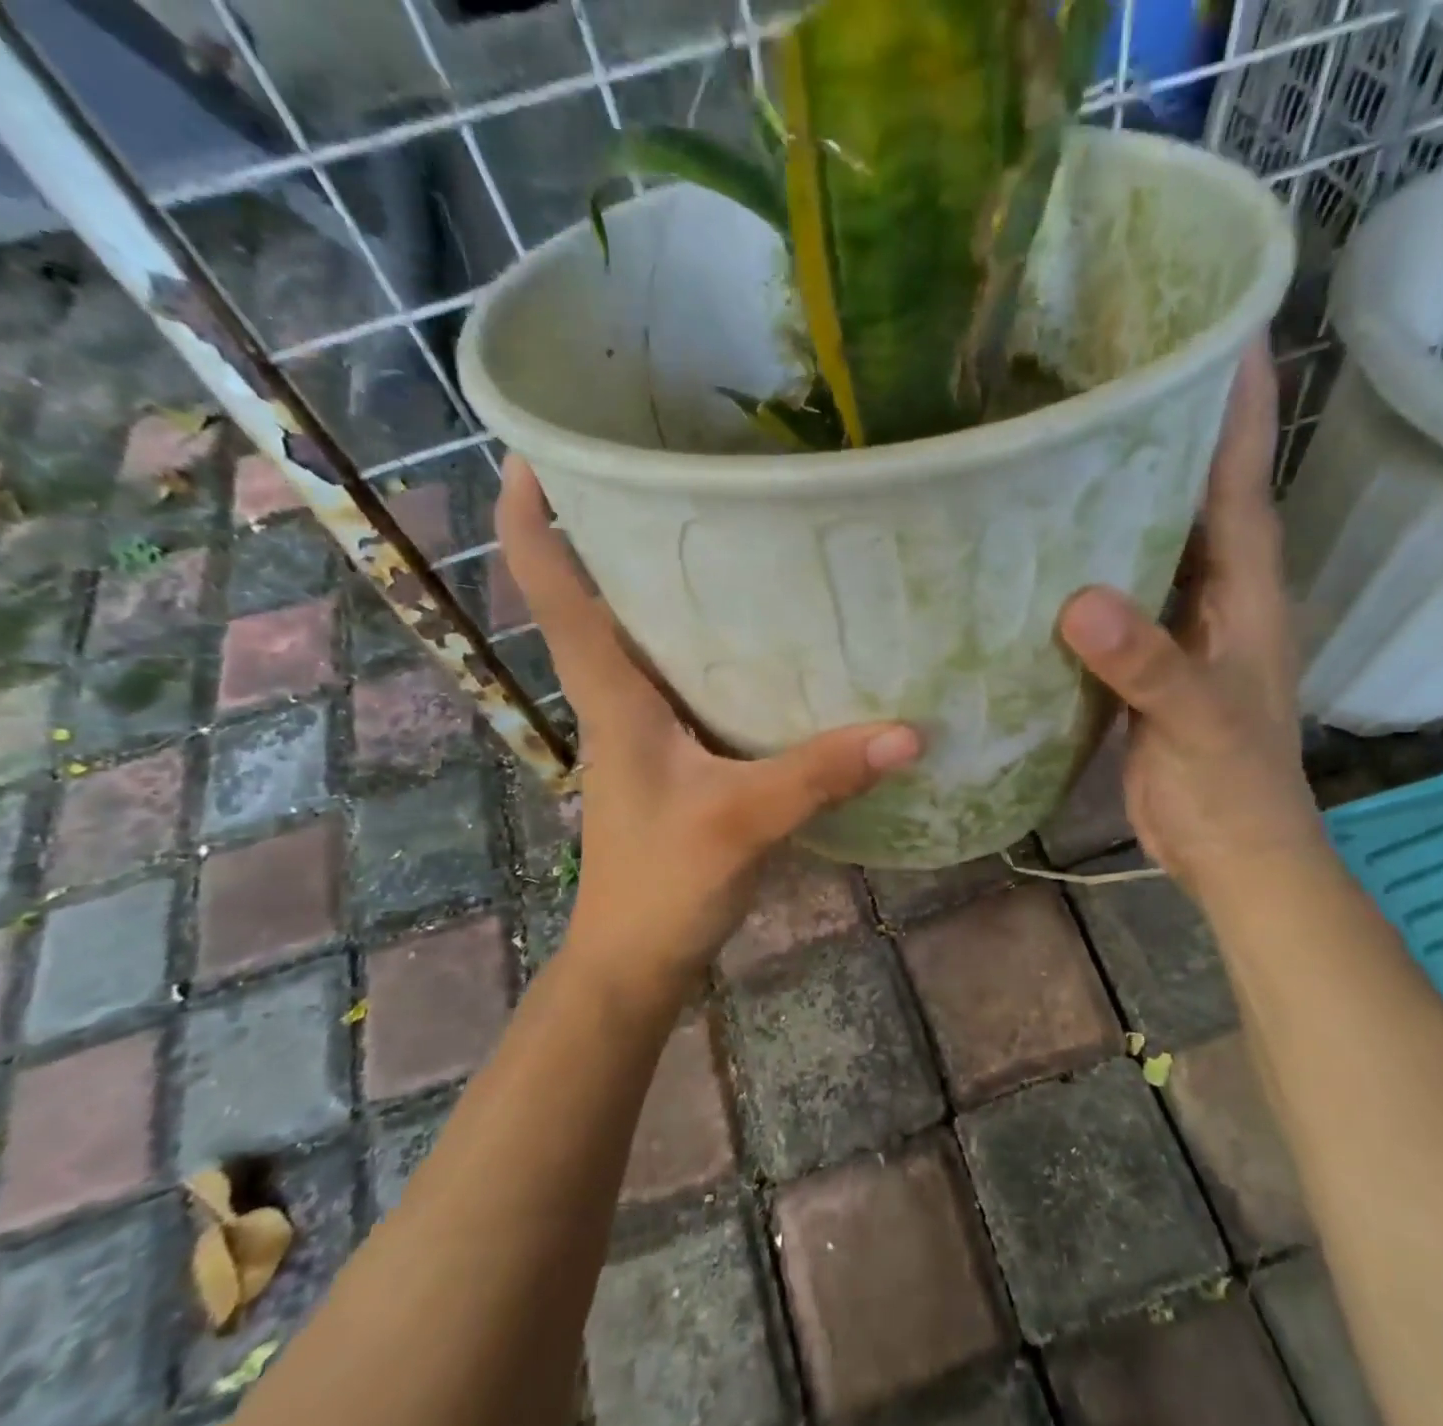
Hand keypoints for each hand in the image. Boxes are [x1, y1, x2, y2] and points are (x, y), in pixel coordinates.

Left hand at [495, 456, 920, 1005]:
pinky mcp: (675, 752)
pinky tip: (770, 636)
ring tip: (731, 529)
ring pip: (649, 635)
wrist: (636, 959)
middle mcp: (619, 696)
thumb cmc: (661, 885)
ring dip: (671, 586)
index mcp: (611, 694)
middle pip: (602, 595)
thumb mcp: (743, 822)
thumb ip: (820, 774)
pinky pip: (689, 677)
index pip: (553, 591)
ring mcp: (646, 725)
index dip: (532, 519)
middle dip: (622, 530)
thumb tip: (910, 732)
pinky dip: (715, 645)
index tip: (539, 450)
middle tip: (678, 469)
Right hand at [1057, 339, 1321, 892]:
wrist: (1231, 852)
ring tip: (1064, 445)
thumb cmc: (1232, 786)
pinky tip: (1041, 551)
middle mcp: (1212, 594)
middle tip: (1111, 373)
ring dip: (1118, 499)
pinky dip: (1085, 569)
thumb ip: (1147, 663)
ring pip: (1147, 545)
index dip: (1236, 404)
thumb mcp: (1197, 720)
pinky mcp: (1141, 662)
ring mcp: (1175, 628)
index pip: (1240, 480)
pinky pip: (1113, 598)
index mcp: (1243, 590)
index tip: (1218, 326)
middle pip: (1191, 496)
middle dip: (1165, 432)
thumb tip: (1079, 602)